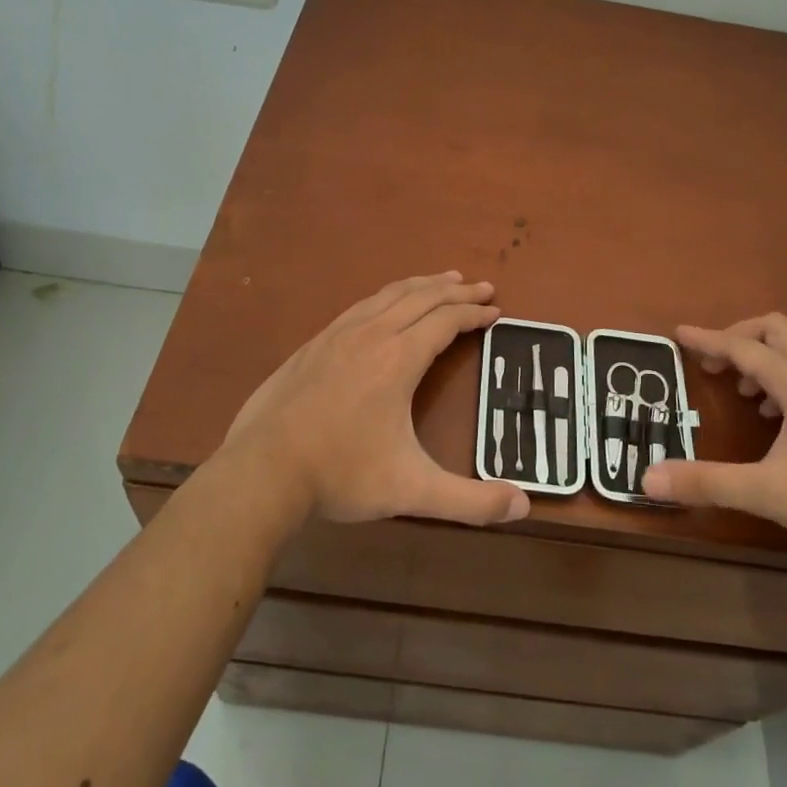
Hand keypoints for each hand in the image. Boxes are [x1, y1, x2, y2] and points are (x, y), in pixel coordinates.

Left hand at [219, 272, 530, 528]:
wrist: (263, 470)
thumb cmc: (342, 474)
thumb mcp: (412, 490)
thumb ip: (470, 501)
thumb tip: (524, 506)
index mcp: (399, 359)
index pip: (446, 321)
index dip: (474, 313)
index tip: (496, 310)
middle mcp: (372, 335)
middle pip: (422, 298)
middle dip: (456, 290)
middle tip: (482, 286)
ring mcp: (338, 335)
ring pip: (389, 295)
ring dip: (422, 285)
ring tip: (442, 280)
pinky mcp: (314, 344)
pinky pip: (361, 305)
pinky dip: (388, 296)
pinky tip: (385, 306)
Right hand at [639, 313, 786, 568]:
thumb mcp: (768, 493)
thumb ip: (707, 482)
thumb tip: (648, 477)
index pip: (745, 348)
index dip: (708, 340)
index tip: (677, 334)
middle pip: (778, 331)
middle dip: (740, 337)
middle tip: (715, 365)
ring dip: (765, 357)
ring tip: (743, 391)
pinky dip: (784, 380)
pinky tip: (776, 420)